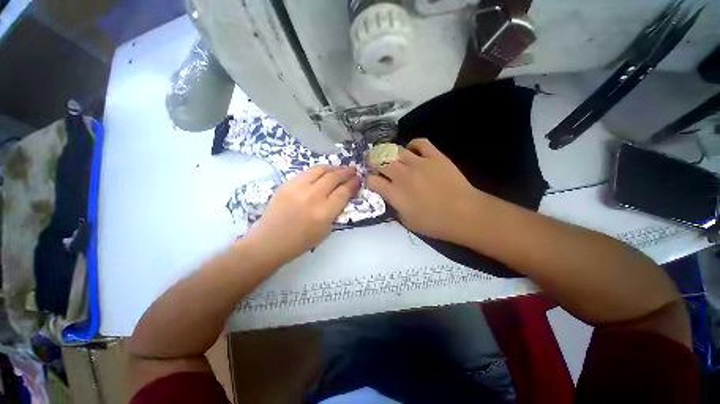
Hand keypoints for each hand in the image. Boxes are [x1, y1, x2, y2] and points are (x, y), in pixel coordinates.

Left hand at [246, 166, 360, 263]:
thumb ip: (336, 211)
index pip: (343, 192)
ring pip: (321, 170)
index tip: (359, 180)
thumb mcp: (326, 231)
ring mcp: (298, 188)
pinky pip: (308, 172)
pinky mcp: (287, 184)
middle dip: (347, 172)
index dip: (353, 184)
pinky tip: (324, 171)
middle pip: (334, 178)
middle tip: (353, 170)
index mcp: (324, 213)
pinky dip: (320, 170)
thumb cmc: (301, 241)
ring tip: (341, 168)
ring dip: (334, 168)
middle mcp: (313, 197)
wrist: (270, 241)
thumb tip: (344, 195)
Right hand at [367, 138, 480, 242]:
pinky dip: (413, 144)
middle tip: (374, 163)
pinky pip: (420, 143)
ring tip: (391, 156)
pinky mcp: (434, 156)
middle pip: (380, 161)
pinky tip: (412, 150)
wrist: (464, 214)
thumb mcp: (406, 221)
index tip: (373, 182)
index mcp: (394, 193)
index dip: (370, 180)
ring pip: (396, 150)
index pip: (372, 180)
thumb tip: (390, 196)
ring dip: (390, 153)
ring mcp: (418, 163)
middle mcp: (402, 175)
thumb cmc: (434, 223)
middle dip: (373, 161)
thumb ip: (394, 206)